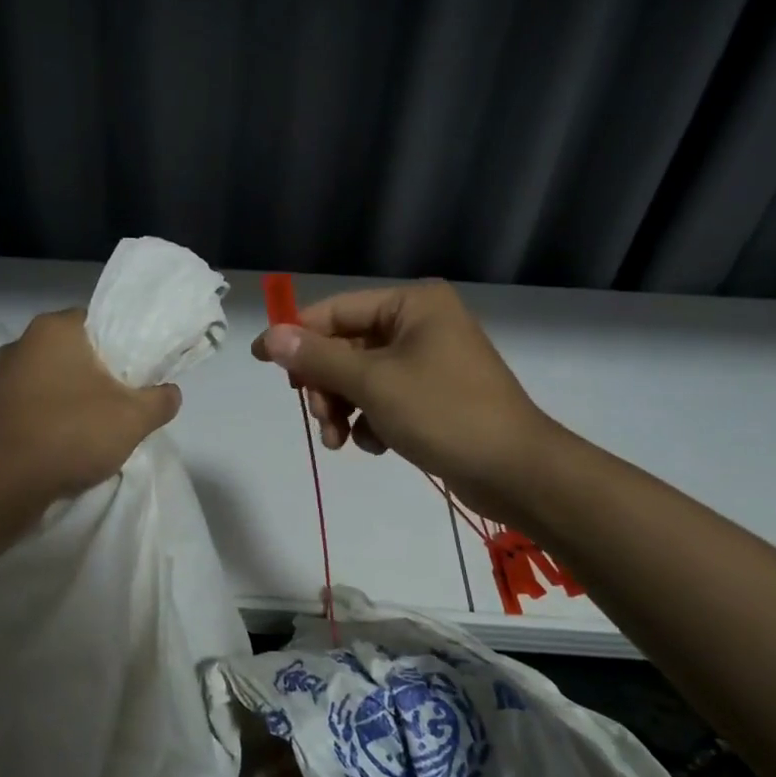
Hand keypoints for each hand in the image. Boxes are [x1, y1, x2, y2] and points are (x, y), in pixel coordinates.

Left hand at [0, 309, 181, 514]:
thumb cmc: (68, 434)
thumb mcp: (133, 418)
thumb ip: (160, 400)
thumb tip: (170, 393)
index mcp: (54, 328)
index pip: (101, 322)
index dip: (126, 346)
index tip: (141, 374)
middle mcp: (22, 343)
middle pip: (77, 353)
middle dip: (102, 376)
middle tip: (126, 403)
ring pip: (54, 381)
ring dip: (75, 400)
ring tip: (98, 430)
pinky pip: (33, 406)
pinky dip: (52, 420)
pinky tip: (66, 446)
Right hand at [251, 280, 554, 522]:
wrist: (515, 471)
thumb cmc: (444, 412)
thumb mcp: (372, 383)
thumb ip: (317, 358)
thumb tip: (269, 337)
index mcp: (412, 305)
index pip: (336, 311)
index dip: (296, 335)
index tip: (261, 360)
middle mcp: (420, 325)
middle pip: (346, 348)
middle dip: (326, 386)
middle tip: (317, 417)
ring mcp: (428, 362)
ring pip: (361, 378)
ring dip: (343, 408)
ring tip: (340, 441)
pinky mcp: (433, 396)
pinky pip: (383, 399)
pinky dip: (371, 420)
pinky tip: (377, 444)